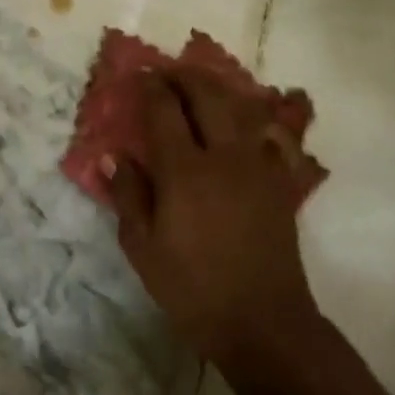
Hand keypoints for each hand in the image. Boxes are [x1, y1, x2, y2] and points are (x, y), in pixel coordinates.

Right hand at [107, 69, 319, 367]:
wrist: (263, 322)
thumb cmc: (193, 289)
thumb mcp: (144, 249)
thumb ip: (128, 196)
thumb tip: (114, 156)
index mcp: (185, 171)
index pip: (165, 111)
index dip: (150, 87)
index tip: (138, 75)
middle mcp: (224, 156)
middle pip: (207, 96)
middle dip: (184, 76)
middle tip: (167, 72)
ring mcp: (258, 166)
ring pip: (241, 107)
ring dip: (217, 88)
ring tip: (200, 85)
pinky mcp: (279, 181)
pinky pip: (270, 134)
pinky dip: (254, 117)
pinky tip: (246, 119)